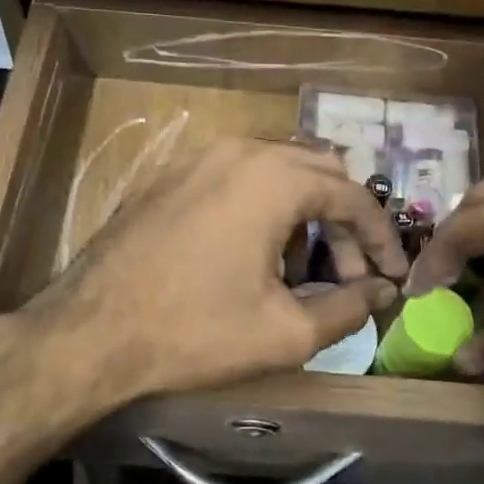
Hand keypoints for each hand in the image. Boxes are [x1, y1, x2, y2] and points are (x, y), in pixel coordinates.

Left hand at [13, 139, 405, 407]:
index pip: (353, 196)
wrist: (90, 331)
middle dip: (343, 224)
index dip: (380, 239)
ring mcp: (197, 157)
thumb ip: (347, 308)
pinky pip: (236, 178)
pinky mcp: (170, 175)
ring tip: (299, 272)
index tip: (393, 276)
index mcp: (273, 178)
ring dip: (303, 215)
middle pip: (317, 173)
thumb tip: (381, 292)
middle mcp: (239, 150)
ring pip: (276, 172)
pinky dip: (263, 208)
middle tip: (350, 275)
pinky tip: (253, 256)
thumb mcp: (284, 332)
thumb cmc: (194, 331)